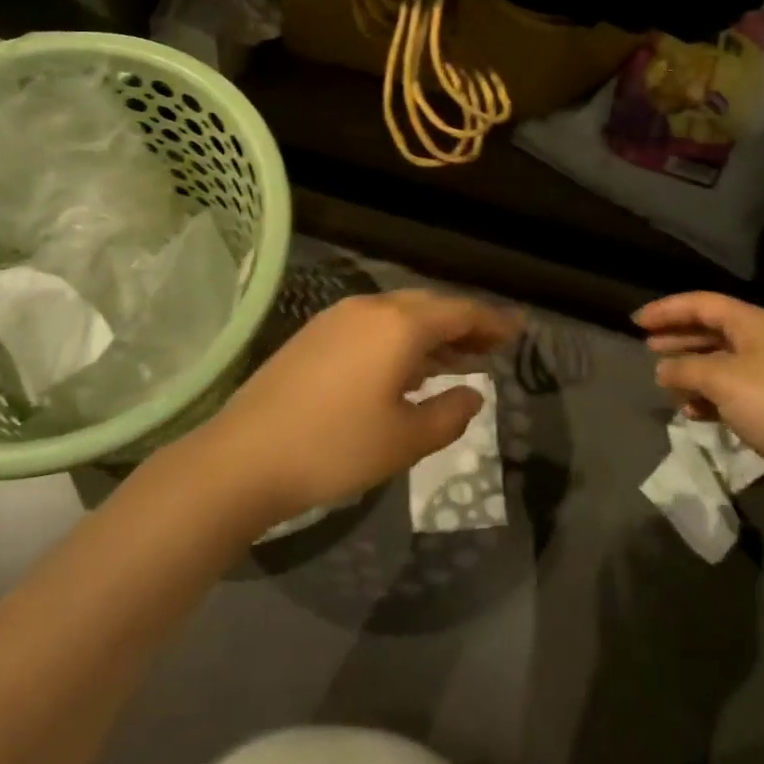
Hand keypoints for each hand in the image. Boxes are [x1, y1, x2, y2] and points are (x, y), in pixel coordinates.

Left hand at [197, 288, 520, 525]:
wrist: (245, 456)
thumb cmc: (335, 448)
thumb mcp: (404, 440)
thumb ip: (449, 414)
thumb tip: (474, 394)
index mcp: (399, 325)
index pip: (459, 312)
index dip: (492, 321)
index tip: (518, 330)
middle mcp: (371, 308)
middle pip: (430, 307)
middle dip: (464, 325)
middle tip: (492, 347)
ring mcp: (338, 318)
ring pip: (400, 314)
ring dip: (432, 333)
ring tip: (458, 360)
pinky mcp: (315, 333)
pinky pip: (374, 324)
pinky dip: (401, 339)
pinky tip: (406, 368)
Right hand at [632, 292, 763, 496]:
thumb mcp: (721, 380)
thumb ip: (685, 368)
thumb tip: (662, 369)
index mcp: (751, 323)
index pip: (701, 304)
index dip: (666, 310)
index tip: (635, 323)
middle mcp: (761, 342)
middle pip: (710, 330)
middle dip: (677, 338)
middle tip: (647, 348)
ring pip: (719, 363)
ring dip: (691, 371)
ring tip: (665, 384)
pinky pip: (730, 393)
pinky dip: (708, 398)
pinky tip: (691, 413)